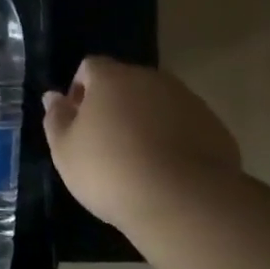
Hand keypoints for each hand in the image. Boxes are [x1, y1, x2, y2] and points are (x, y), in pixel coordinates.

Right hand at [43, 57, 241, 230]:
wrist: (184, 202)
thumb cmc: (110, 171)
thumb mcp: (65, 150)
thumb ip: (56, 118)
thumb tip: (53, 96)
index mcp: (112, 78)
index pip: (90, 66)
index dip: (79, 89)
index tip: (76, 121)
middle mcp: (152, 80)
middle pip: (126, 82)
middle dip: (113, 104)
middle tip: (104, 142)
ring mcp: (189, 102)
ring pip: (158, 103)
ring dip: (145, 121)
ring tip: (137, 160)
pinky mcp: (216, 128)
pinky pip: (185, 126)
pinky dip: (174, 139)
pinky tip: (166, 172)